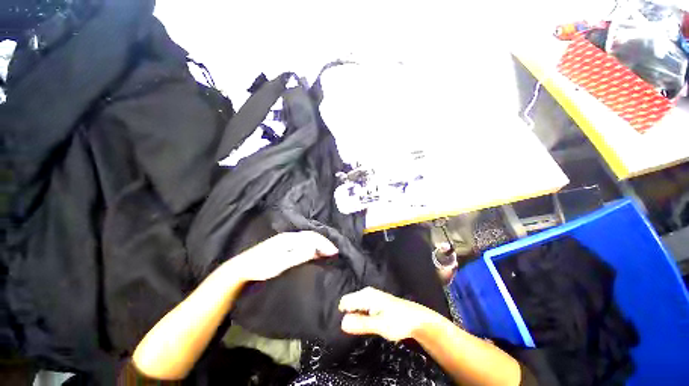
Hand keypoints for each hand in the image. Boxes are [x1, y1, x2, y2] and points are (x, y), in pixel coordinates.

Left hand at [228, 231, 338, 281]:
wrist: (243, 268)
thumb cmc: (262, 267)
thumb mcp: (282, 263)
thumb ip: (299, 255)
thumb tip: (316, 249)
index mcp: (290, 238)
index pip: (312, 237)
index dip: (325, 244)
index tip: (335, 252)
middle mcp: (290, 236)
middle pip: (311, 236)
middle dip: (324, 242)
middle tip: (334, 252)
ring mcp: (286, 239)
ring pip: (308, 238)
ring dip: (319, 244)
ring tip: (327, 251)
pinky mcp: (284, 245)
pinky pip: (303, 242)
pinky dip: (312, 246)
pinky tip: (314, 251)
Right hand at [339, 287, 434, 341]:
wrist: (415, 319)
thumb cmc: (398, 321)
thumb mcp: (379, 325)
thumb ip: (361, 324)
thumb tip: (342, 323)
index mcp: (366, 295)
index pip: (345, 302)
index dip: (343, 315)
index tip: (349, 328)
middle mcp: (366, 293)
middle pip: (349, 303)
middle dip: (349, 316)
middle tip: (357, 330)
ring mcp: (370, 296)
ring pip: (355, 306)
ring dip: (355, 317)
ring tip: (363, 328)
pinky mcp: (374, 302)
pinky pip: (361, 308)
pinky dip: (361, 316)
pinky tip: (368, 324)